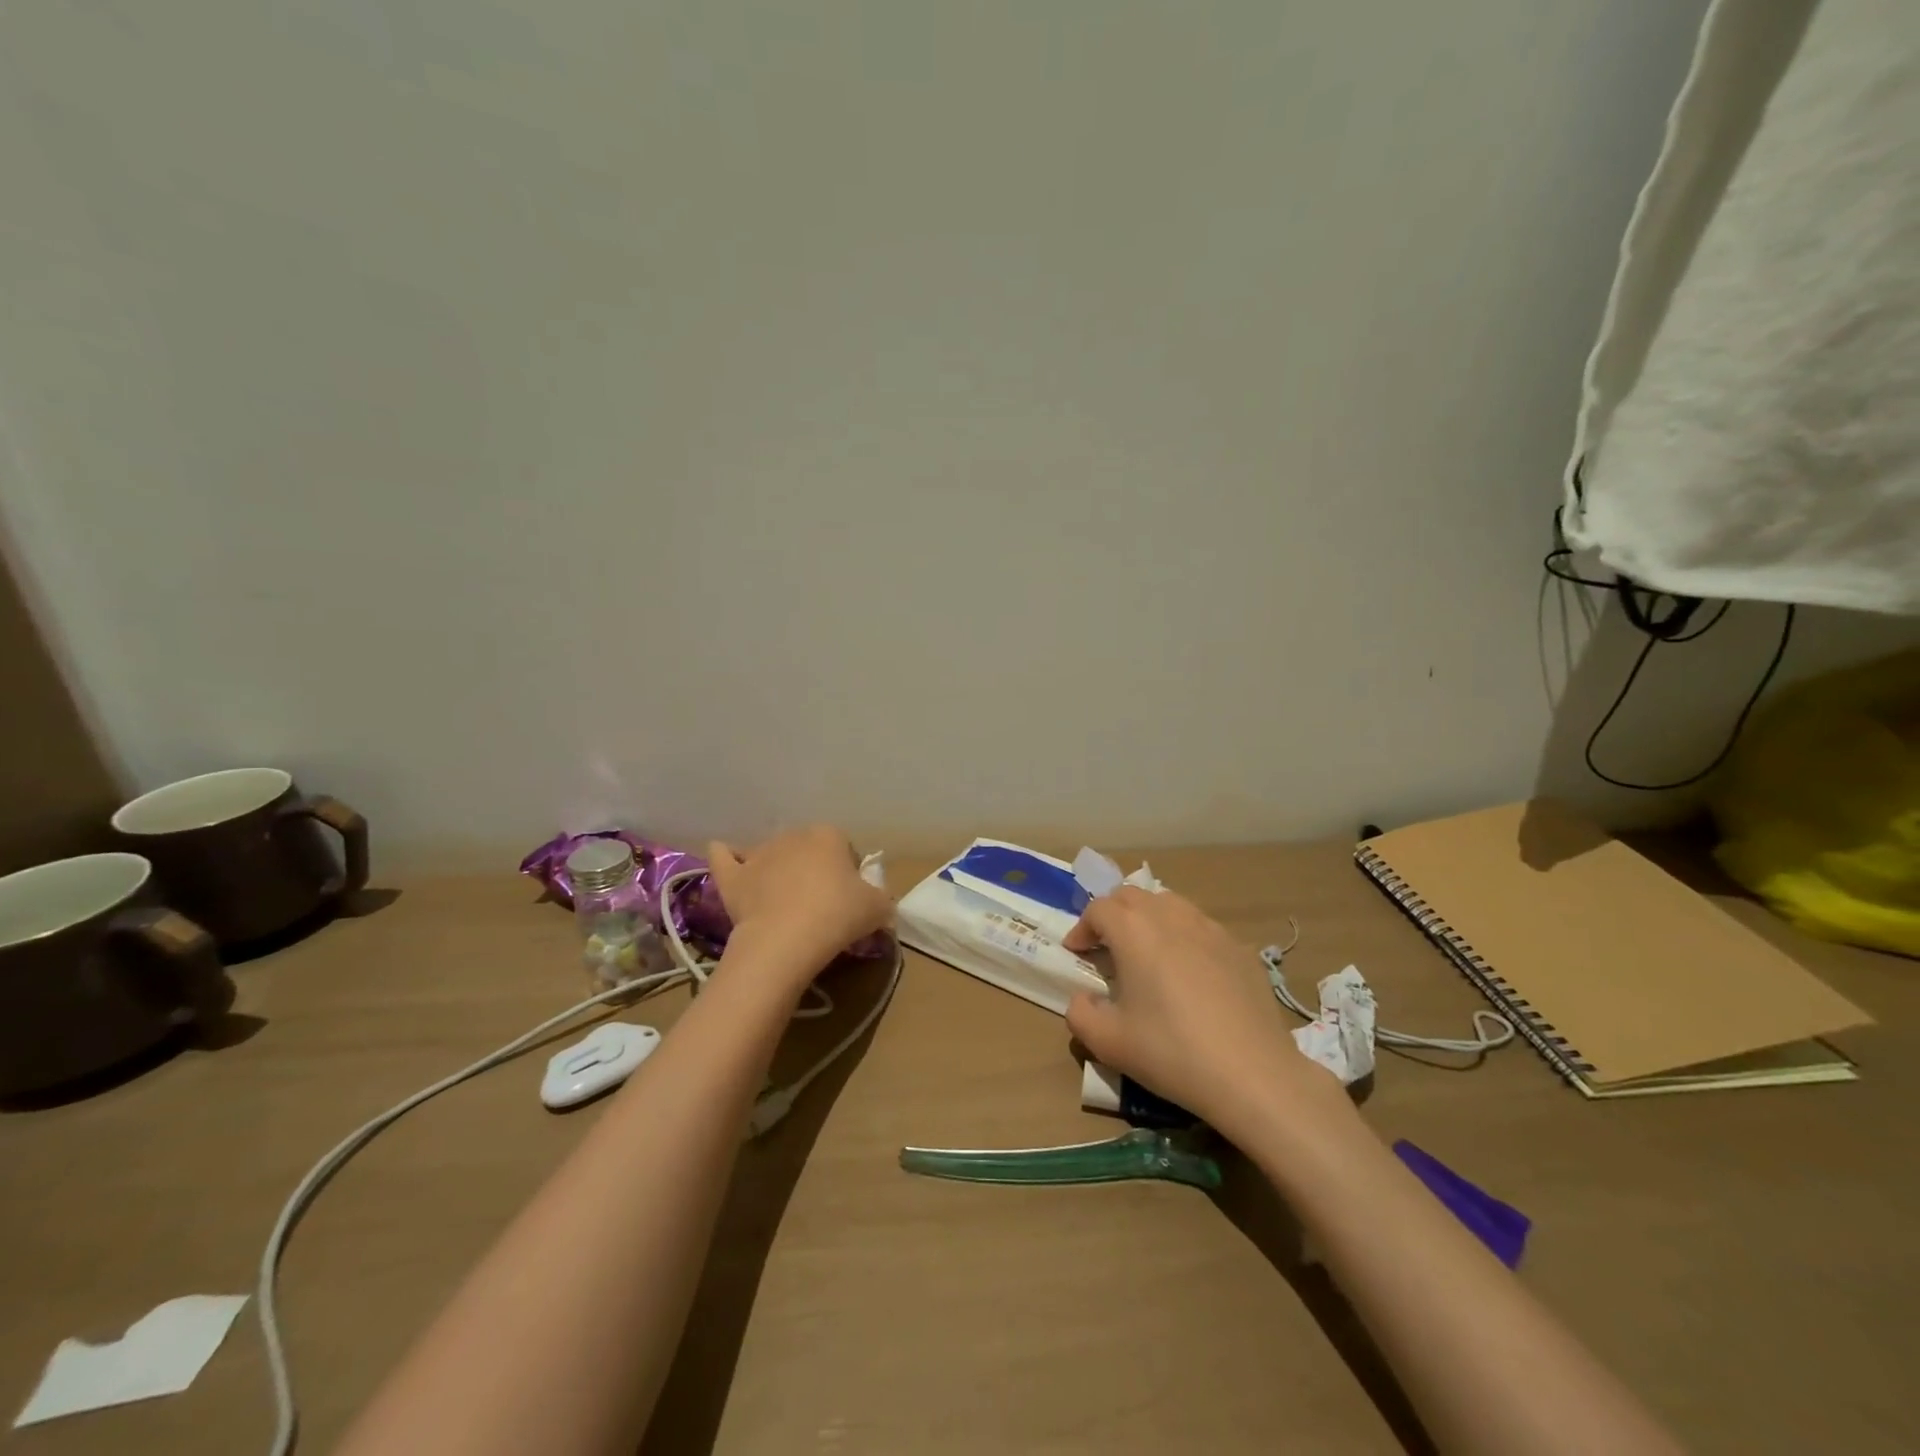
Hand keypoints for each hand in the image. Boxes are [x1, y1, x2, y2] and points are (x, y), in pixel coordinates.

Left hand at [707, 826, 892, 977]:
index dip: (849, 874)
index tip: (850, 900)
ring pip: (771, 855)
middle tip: (820, 905)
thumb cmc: (837, 916)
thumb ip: (882, 899)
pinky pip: (725, 857)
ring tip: (784, 903)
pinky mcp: (732, 876)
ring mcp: (759, 854)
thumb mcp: (878, 909)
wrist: (785, 941)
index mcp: (829, 835)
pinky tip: (728, 860)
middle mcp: (793, 835)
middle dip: (813, 870)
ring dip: (777, 870)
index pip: (845, 849)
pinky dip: (727, 857)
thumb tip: (879, 902)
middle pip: (807, 850)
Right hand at [1063, 887, 1345, 1138]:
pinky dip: (1185, 938)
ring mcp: (1211, 929)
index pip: (1099, 908)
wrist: (1253, 1075)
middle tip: (1107, 947)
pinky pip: (1203, 929)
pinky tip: (1190, 975)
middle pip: (1133, 896)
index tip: (1077, 954)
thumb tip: (1083, 998)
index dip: (1082, 928)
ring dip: (1149, 920)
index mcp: (1134, 931)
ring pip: (1170, 905)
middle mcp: (1171, 917)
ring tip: (1147, 953)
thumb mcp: (1108, 1042)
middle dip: (1113, 915)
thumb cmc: (1171, 1052)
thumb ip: (1080, 1014)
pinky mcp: (1241, 949)